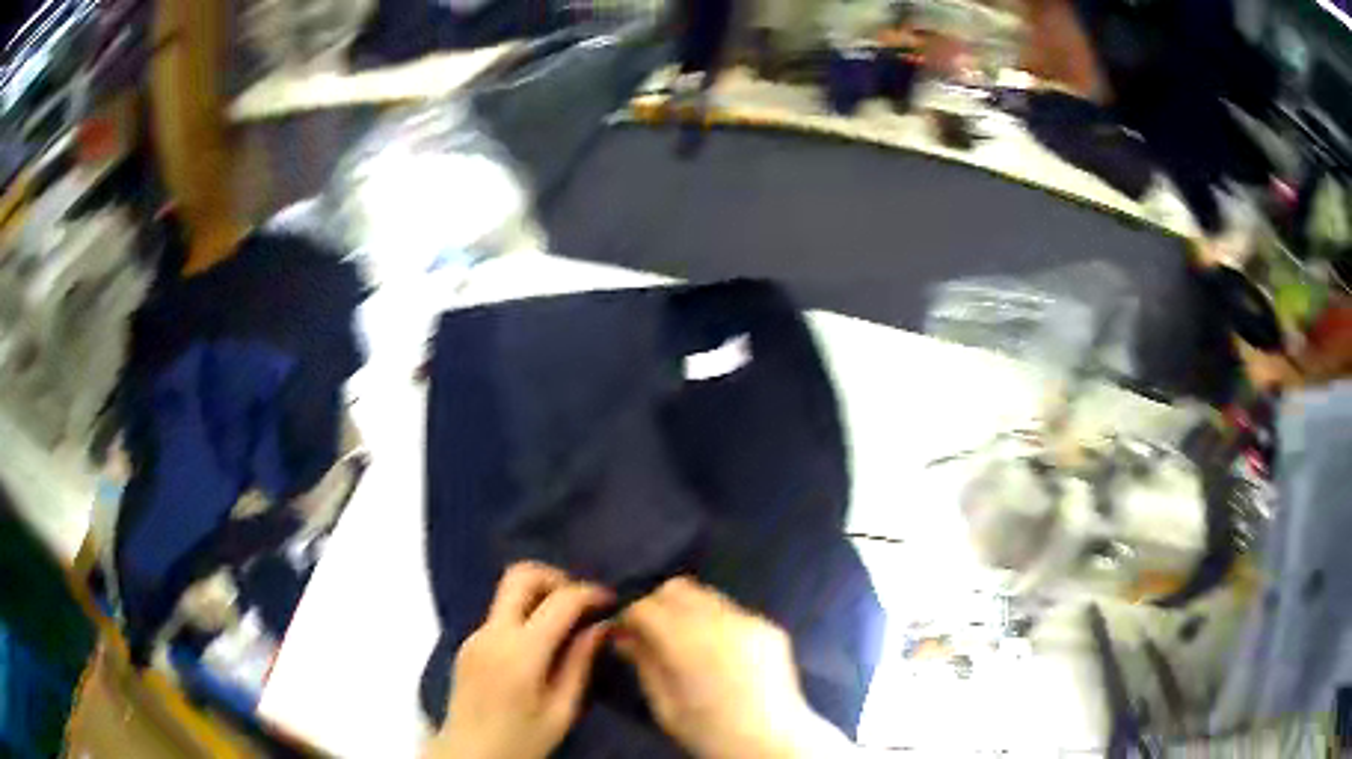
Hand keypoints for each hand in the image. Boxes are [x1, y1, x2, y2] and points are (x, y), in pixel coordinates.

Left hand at [427, 562, 612, 758]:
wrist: (469, 756)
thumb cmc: (522, 742)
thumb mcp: (561, 711)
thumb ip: (580, 664)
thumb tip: (601, 626)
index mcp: (520, 653)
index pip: (559, 601)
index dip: (589, 592)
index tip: (610, 600)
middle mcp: (492, 633)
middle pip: (520, 575)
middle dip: (557, 577)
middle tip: (582, 602)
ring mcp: (475, 635)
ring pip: (508, 592)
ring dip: (540, 595)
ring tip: (567, 624)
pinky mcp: (467, 643)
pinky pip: (499, 614)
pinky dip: (525, 615)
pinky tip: (541, 644)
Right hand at [614, 577, 851, 758]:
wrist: (773, 741)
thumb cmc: (710, 732)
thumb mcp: (664, 706)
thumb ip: (643, 663)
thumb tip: (624, 636)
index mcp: (687, 641)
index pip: (645, 605)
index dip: (629, 617)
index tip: (624, 634)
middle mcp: (719, 620)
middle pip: (676, 588)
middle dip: (658, 605)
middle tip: (652, 635)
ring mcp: (749, 619)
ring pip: (706, 595)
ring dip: (688, 611)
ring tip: (687, 643)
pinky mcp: (770, 627)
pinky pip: (733, 611)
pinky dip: (717, 622)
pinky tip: (719, 652)